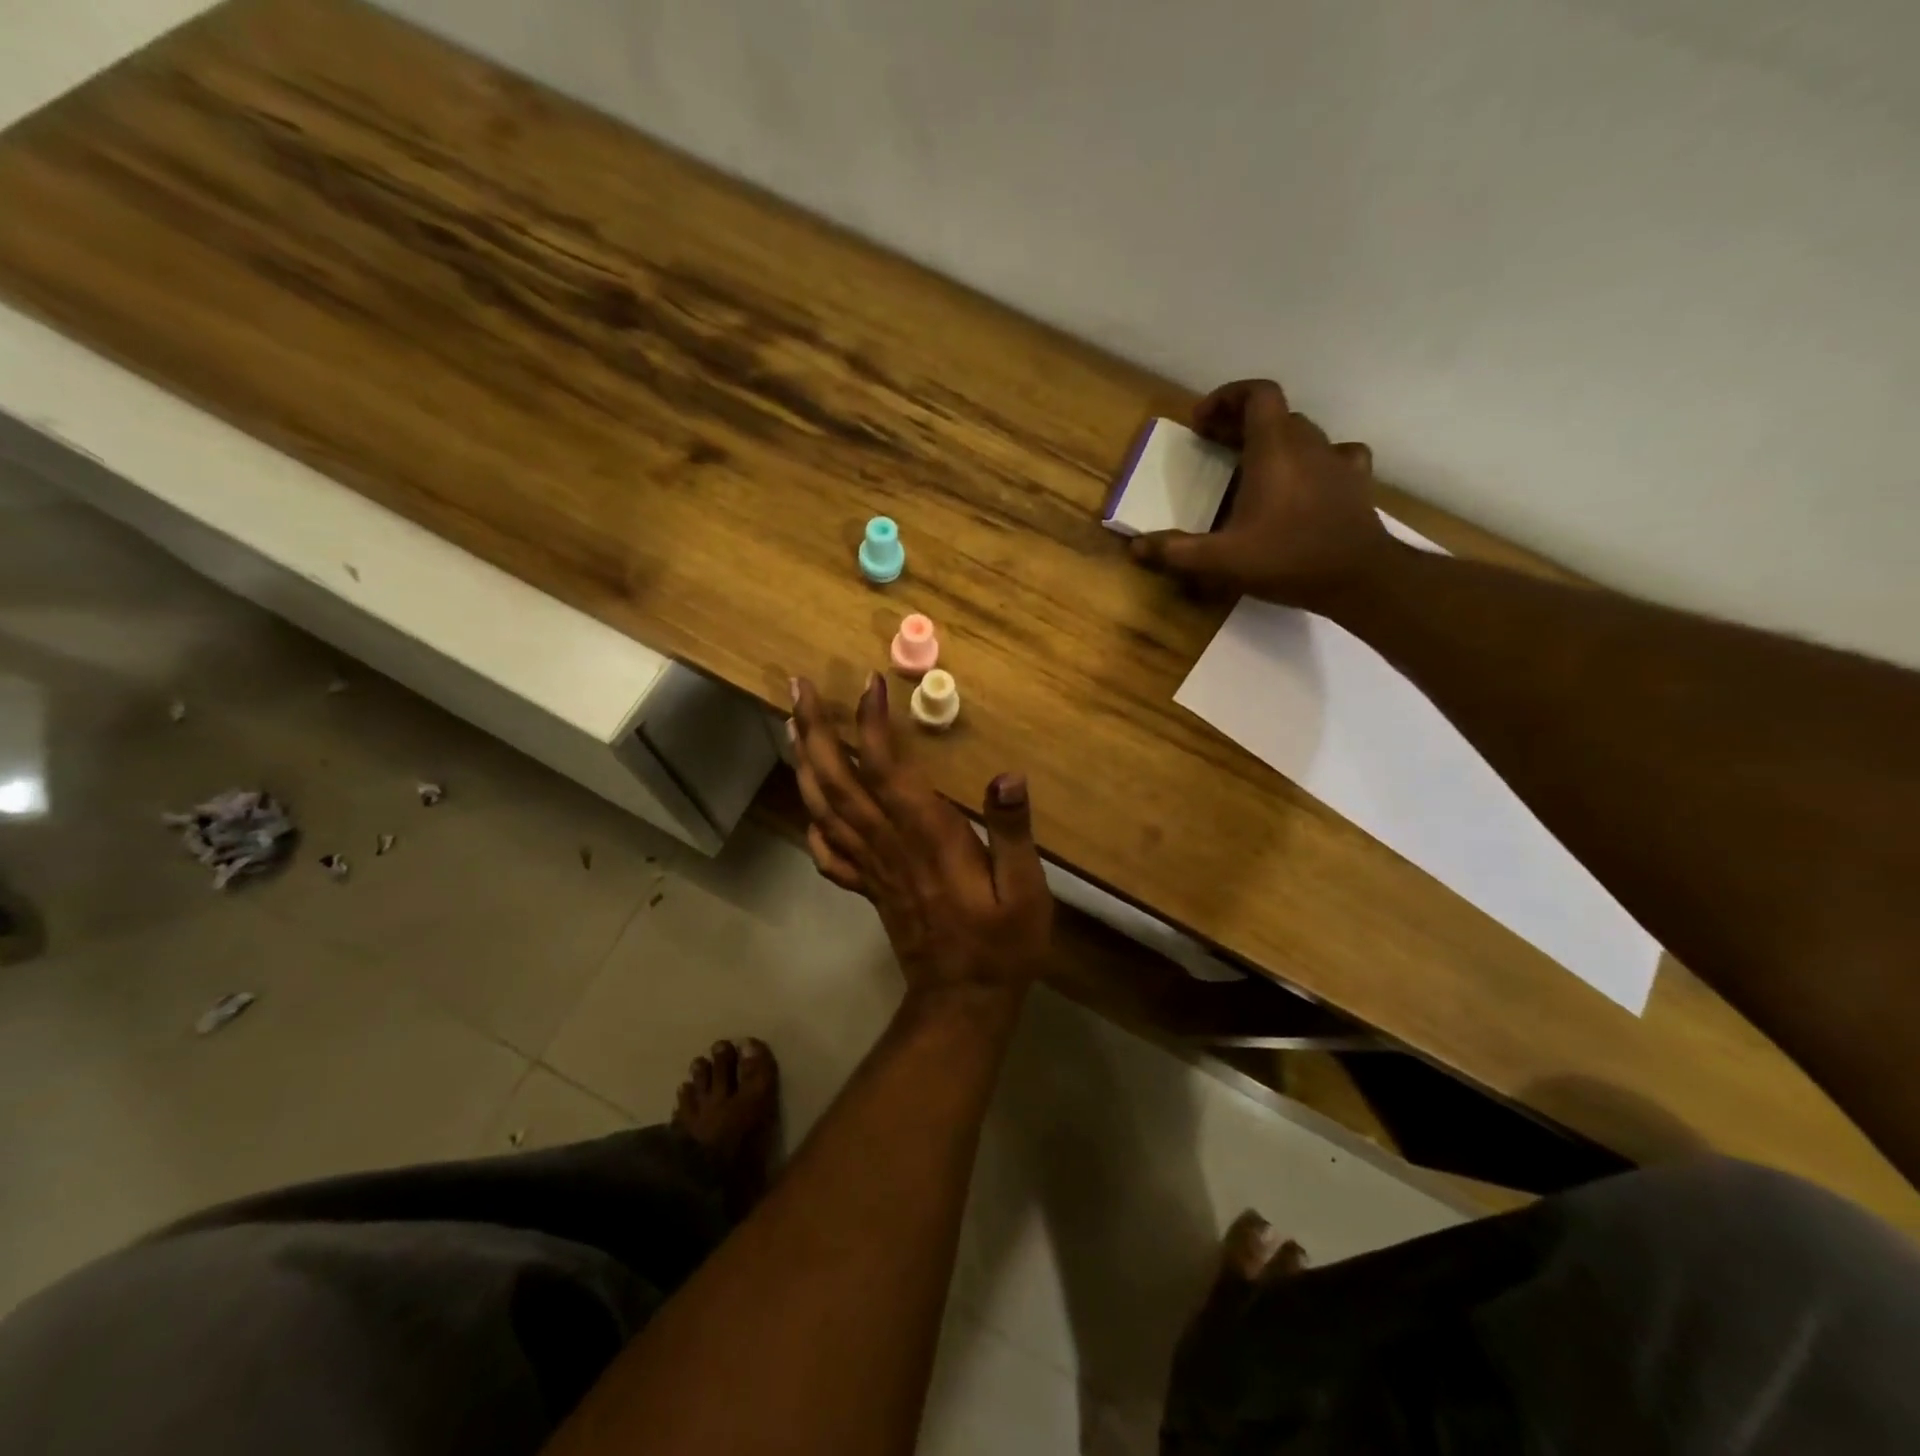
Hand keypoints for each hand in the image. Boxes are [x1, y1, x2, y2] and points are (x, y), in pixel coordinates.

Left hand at [789, 673, 1053, 995]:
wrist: (962, 1002)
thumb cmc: (1001, 944)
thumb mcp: (1026, 890)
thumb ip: (1013, 833)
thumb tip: (1007, 777)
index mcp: (929, 838)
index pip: (889, 771)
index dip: (873, 726)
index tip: (868, 684)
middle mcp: (890, 846)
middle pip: (840, 782)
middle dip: (816, 731)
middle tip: (798, 688)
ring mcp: (873, 868)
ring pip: (825, 809)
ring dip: (805, 763)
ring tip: (791, 725)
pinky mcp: (869, 888)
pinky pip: (829, 854)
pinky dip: (812, 824)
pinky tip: (807, 805)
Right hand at [1130, 379, 1391, 610]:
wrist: (1358, 578)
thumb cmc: (1286, 559)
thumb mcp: (1220, 560)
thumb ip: (1176, 551)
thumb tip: (1136, 546)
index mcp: (1274, 450)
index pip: (1257, 394)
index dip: (1228, 396)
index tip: (1202, 421)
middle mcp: (1308, 444)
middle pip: (1276, 414)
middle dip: (1243, 423)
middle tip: (1216, 448)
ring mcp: (1337, 461)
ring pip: (1304, 433)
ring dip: (1277, 441)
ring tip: (1255, 467)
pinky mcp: (1356, 482)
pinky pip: (1336, 455)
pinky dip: (1316, 460)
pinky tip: (1307, 480)